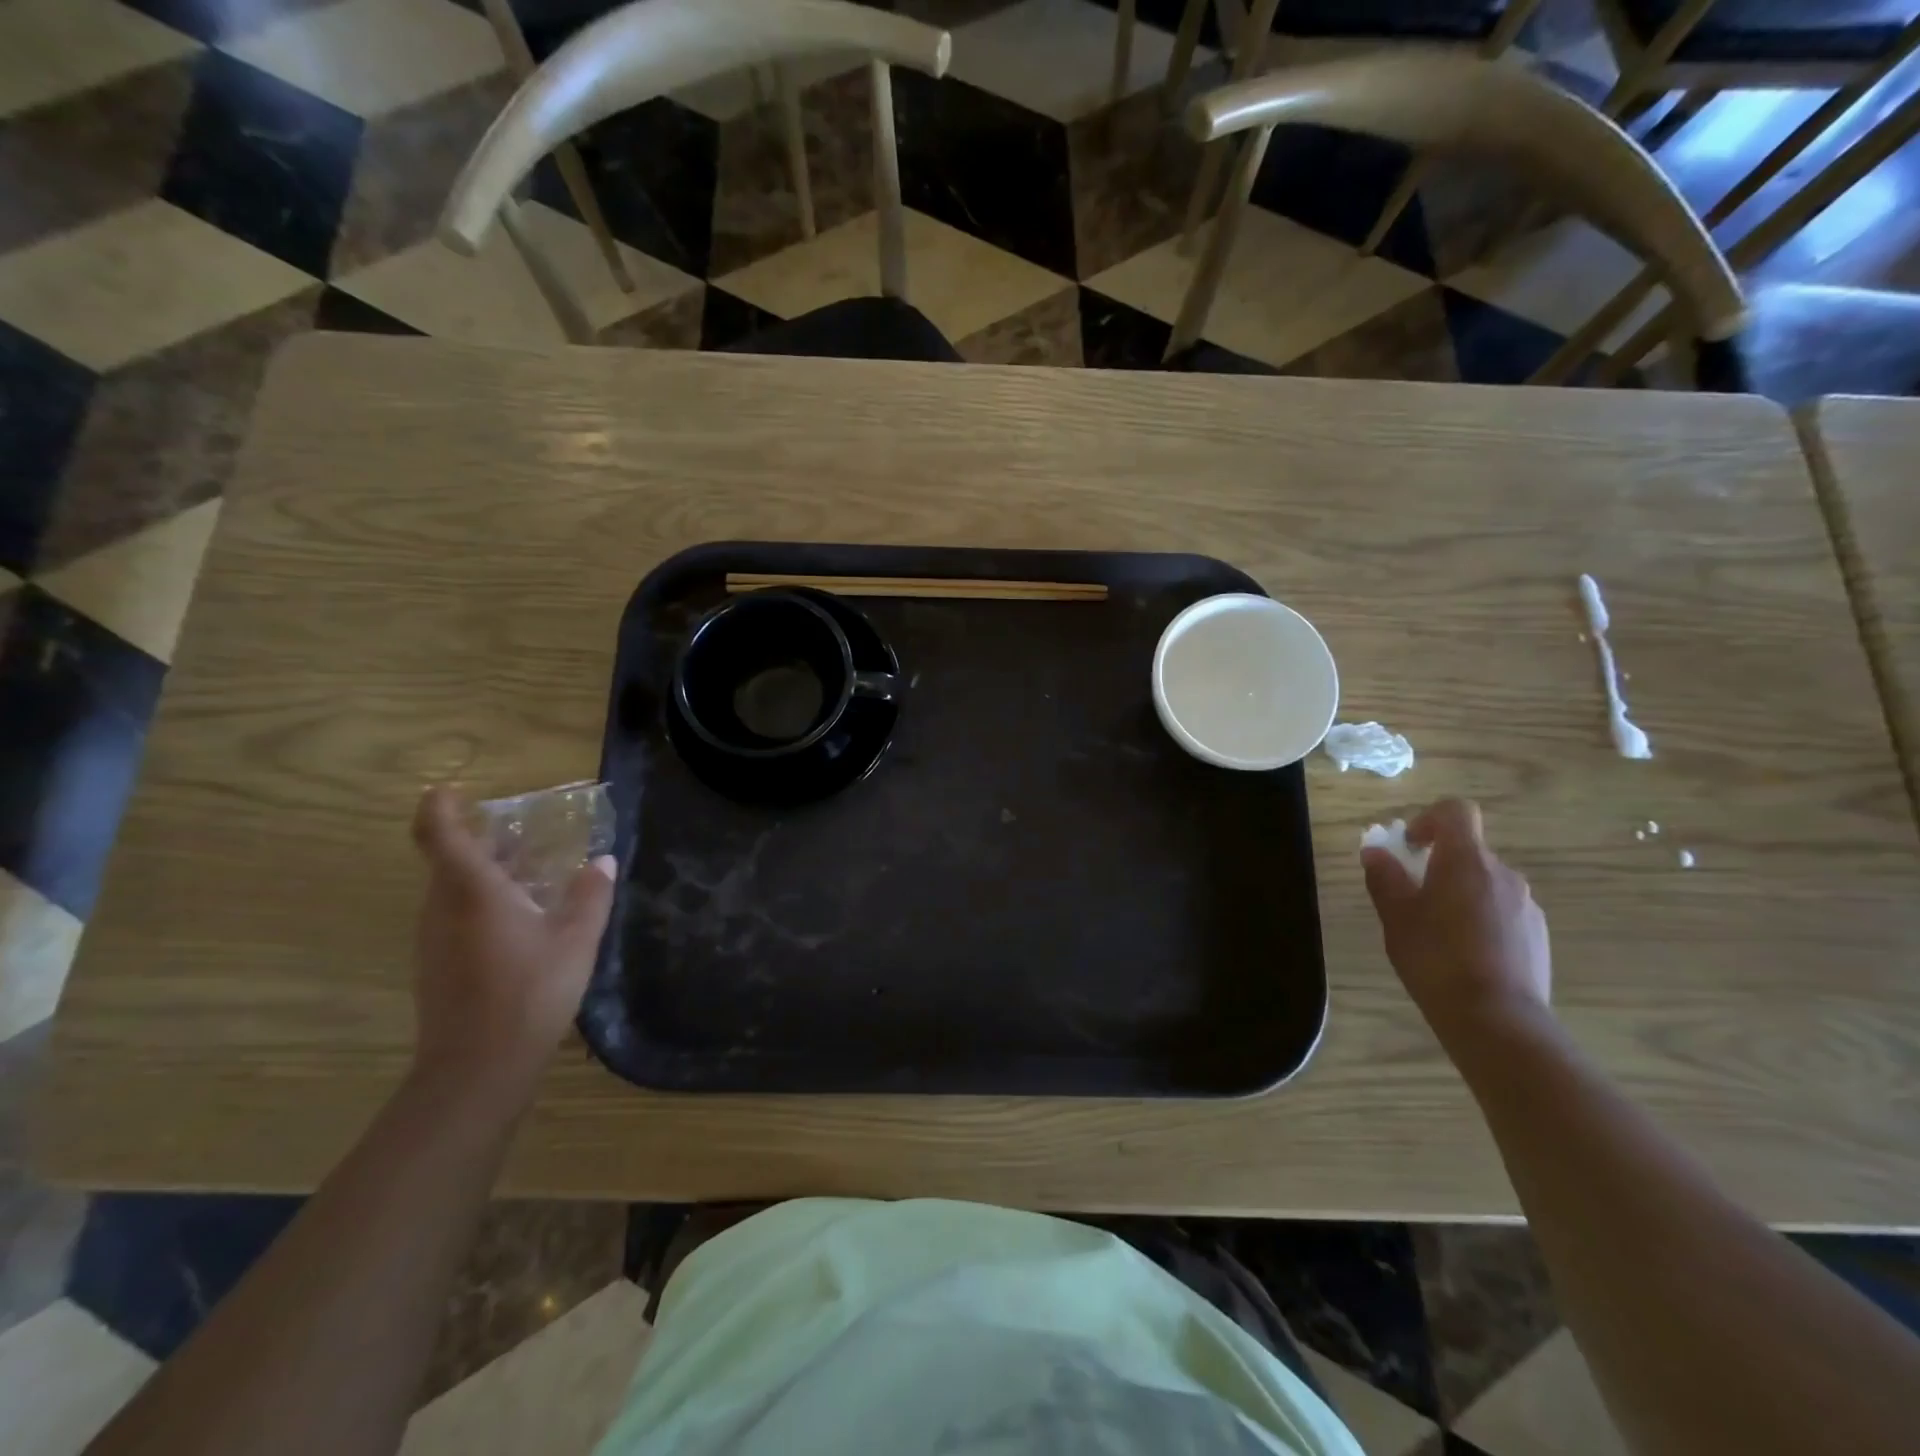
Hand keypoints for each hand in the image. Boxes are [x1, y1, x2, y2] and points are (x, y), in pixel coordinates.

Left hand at [409, 786, 615, 1108]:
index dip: (440, 807)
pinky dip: (482, 904)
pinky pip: (455, 916)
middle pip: (448, 860)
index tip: (452, 790)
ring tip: (532, 876)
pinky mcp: (436, 966)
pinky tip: (522, 922)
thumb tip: (603, 862)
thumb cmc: (530, 992)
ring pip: (451, 890)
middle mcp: (442, 907)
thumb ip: (591, 895)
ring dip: (485, 874)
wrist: (477, 1069)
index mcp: (472, 891)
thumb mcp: (576, 940)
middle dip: (480, 841)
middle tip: (522, 835)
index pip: (439, 834)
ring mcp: (433, 939)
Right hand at [1361, 798, 1551, 1052]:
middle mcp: (1503, 874)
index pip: (1456, 811)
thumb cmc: (1435, 957)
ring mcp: (1526, 905)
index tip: (1410, 846)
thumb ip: (1384, 877)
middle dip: (1439, 865)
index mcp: (1466, 861)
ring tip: (1437, 932)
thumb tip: (1375, 852)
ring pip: (1485, 883)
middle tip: (1412, 897)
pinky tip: (1465, 954)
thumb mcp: (1395, 916)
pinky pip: (1503, 911)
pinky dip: (1481, 918)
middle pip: (1468, 851)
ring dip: (1460, 893)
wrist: (1496, 1018)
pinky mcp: (1538, 935)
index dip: (1430, 819)